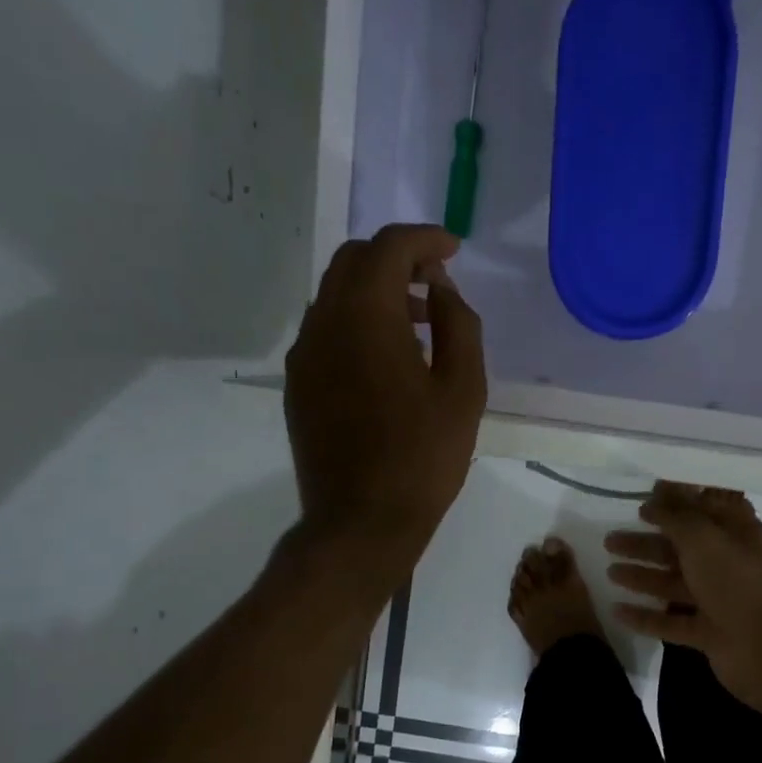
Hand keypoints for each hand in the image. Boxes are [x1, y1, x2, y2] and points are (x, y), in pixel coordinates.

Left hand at [285, 224, 486, 582]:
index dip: (424, 239)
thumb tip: (439, 289)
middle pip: (353, 261)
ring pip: (335, 295)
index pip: (388, 248)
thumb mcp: (463, 391)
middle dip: (396, 258)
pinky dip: (357, 322)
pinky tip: (388, 358)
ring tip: (420, 322)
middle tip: (435, 281)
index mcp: (365, 316)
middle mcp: (323, 323)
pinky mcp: (298, 385)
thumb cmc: (423, 458)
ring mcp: (303, 356)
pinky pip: (326, 331)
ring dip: (376, 291)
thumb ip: (458, 325)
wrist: (361, 522)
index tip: (453, 250)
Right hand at [605, 482, 761, 705]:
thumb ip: (676, 516)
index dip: (677, 499)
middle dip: (646, 542)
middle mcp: (727, 563)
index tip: (644, 496)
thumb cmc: (738, 581)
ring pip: (673, 584)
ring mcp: (718, 600)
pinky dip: (645, 617)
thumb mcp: (704, 538)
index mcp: (735, 533)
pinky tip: (617, 611)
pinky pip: (670, 621)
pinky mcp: (708, 633)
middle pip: (681, 547)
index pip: (705, 507)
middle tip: (610, 538)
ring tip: (609, 571)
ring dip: (642, 576)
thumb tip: (655, 498)